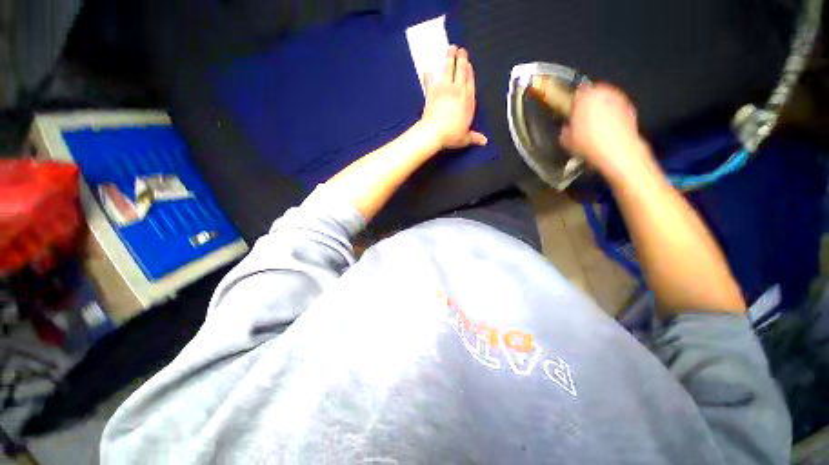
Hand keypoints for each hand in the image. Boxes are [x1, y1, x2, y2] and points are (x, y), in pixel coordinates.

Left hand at [420, 45, 487, 149]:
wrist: (434, 132)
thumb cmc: (452, 135)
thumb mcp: (465, 138)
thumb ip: (474, 137)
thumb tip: (484, 142)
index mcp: (468, 100)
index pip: (471, 81)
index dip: (469, 71)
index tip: (468, 64)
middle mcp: (458, 91)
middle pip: (461, 70)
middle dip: (461, 59)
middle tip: (461, 50)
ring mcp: (444, 89)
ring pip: (448, 69)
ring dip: (449, 58)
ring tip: (450, 48)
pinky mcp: (432, 92)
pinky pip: (430, 81)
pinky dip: (428, 75)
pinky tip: (426, 69)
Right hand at [559, 83, 650, 178]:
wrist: (617, 151)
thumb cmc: (588, 143)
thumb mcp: (566, 139)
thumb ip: (565, 128)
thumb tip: (568, 126)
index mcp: (585, 96)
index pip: (576, 93)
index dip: (573, 103)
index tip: (570, 113)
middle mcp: (603, 92)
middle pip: (593, 94)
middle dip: (588, 104)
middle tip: (582, 119)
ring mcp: (619, 99)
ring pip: (606, 100)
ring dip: (600, 109)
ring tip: (595, 126)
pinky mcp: (630, 108)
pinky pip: (616, 109)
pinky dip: (612, 116)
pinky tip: (607, 130)